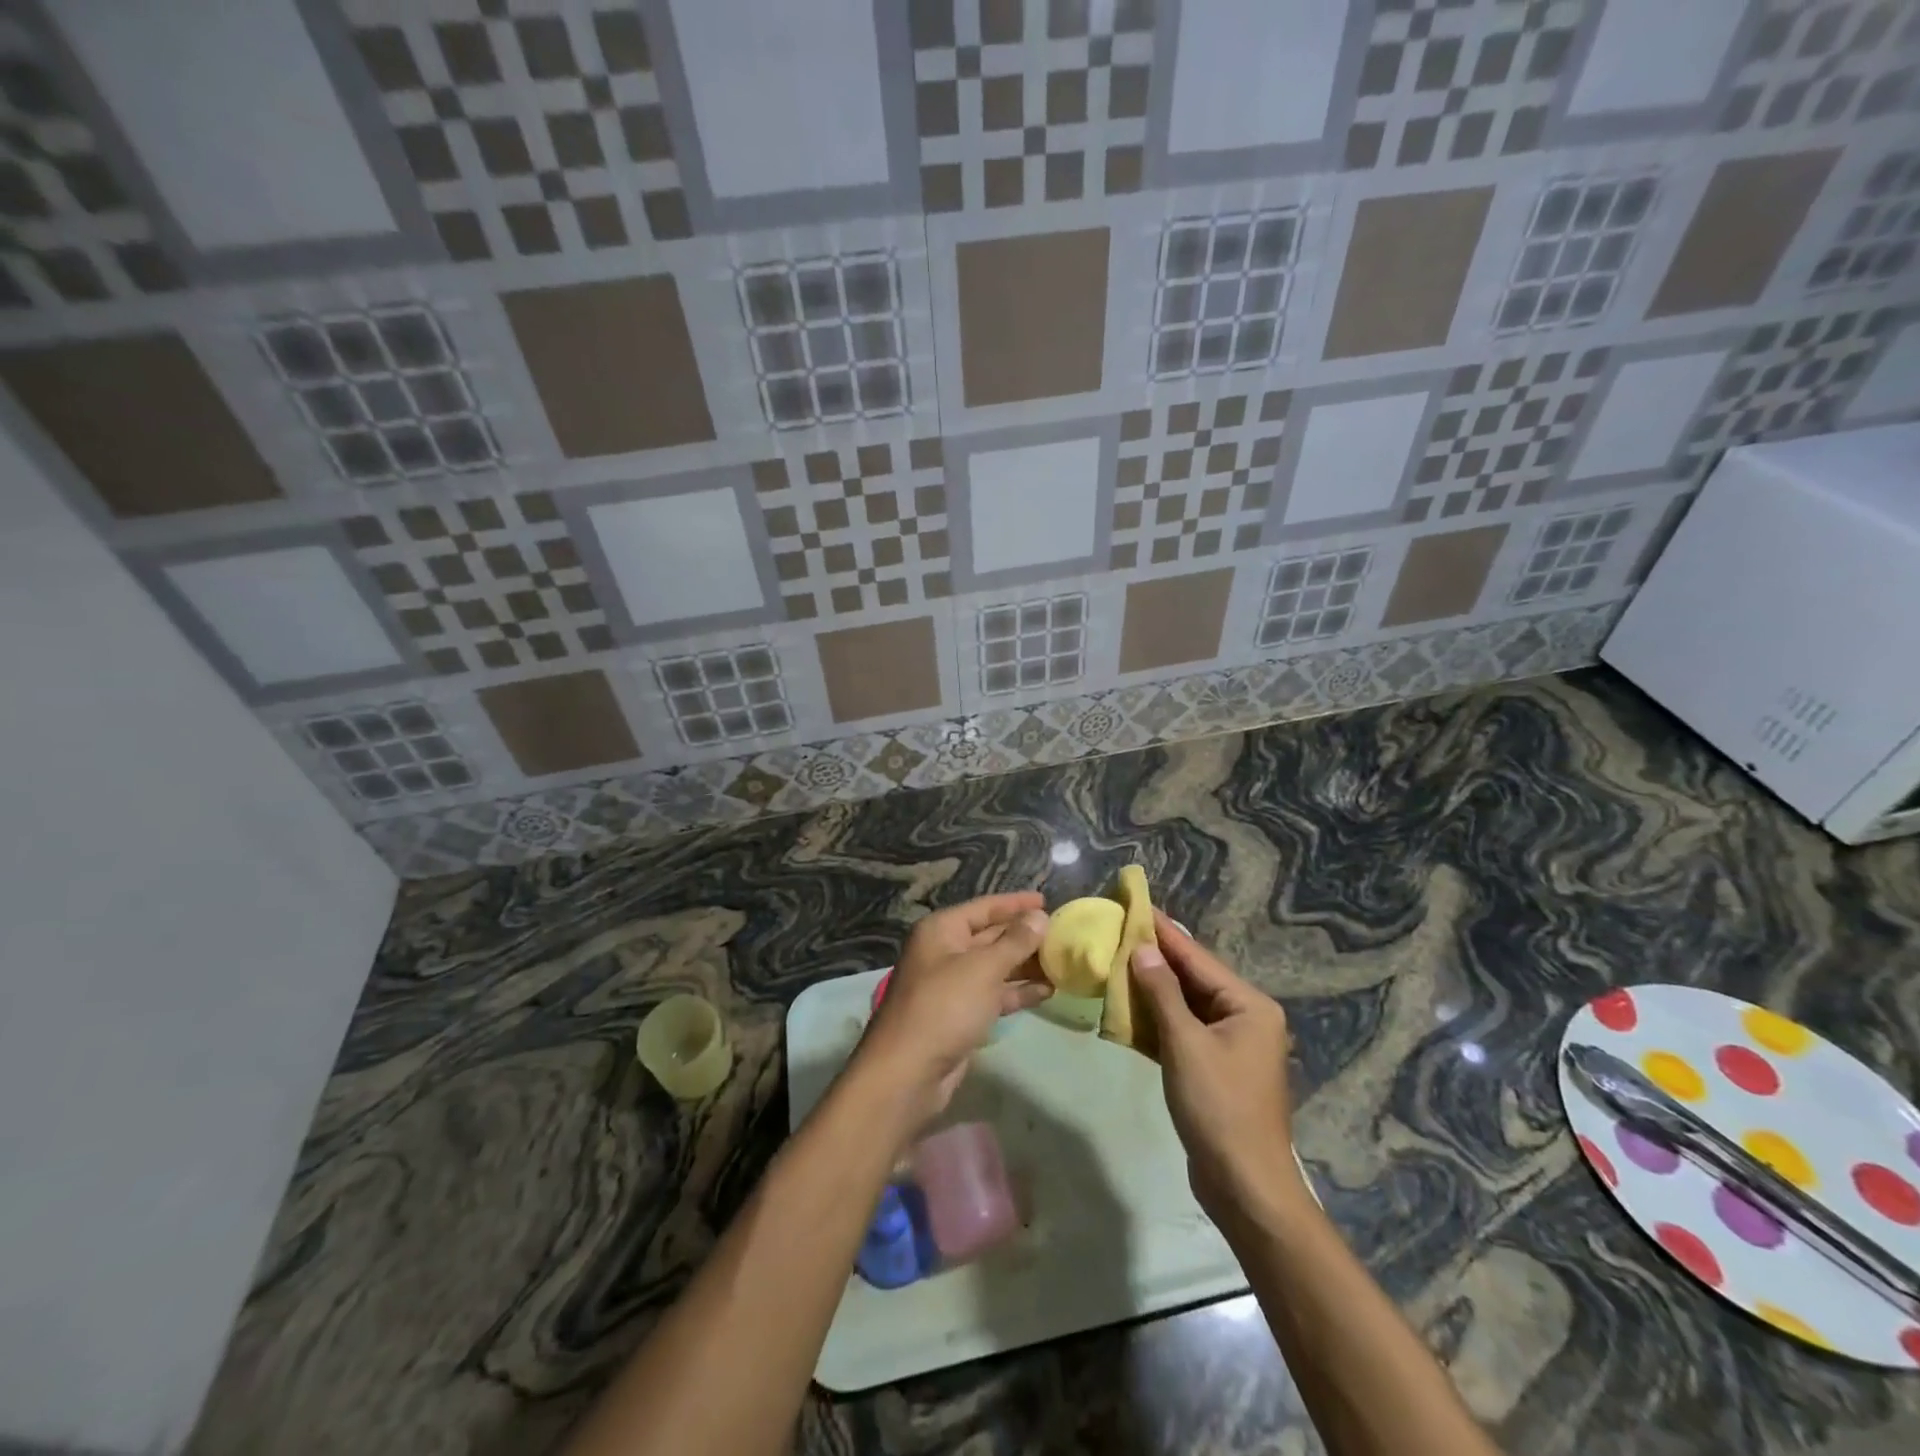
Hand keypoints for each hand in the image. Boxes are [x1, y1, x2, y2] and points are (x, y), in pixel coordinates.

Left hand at [855, 893, 1051, 1129]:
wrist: (908, 1071)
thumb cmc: (945, 1006)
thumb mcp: (984, 968)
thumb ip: (1015, 942)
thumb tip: (1040, 917)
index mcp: (942, 930)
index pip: (985, 907)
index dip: (1016, 903)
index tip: (1048, 900)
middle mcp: (945, 951)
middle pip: (991, 936)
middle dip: (1025, 936)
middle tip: (1062, 934)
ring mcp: (952, 984)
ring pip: (995, 967)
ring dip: (1026, 965)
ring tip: (1062, 962)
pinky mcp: (960, 1014)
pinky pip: (994, 994)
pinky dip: (1017, 991)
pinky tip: (1047, 991)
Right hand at [1131, 911, 1305, 1223]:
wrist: (1245, 1186)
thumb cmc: (1219, 1108)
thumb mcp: (1185, 1045)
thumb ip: (1162, 993)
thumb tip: (1143, 948)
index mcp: (1248, 1005)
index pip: (1197, 958)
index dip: (1164, 932)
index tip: (1135, 905)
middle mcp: (1244, 1017)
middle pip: (1192, 978)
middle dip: (1155, 958)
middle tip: (1118, 930)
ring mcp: (1229, 1044)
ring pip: (1184, 1005)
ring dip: (1151, 989)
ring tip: (1114, 961)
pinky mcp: (1213, 1067)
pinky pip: (1181, 1031)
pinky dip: (1156, 1021)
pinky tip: (1125, 1009)